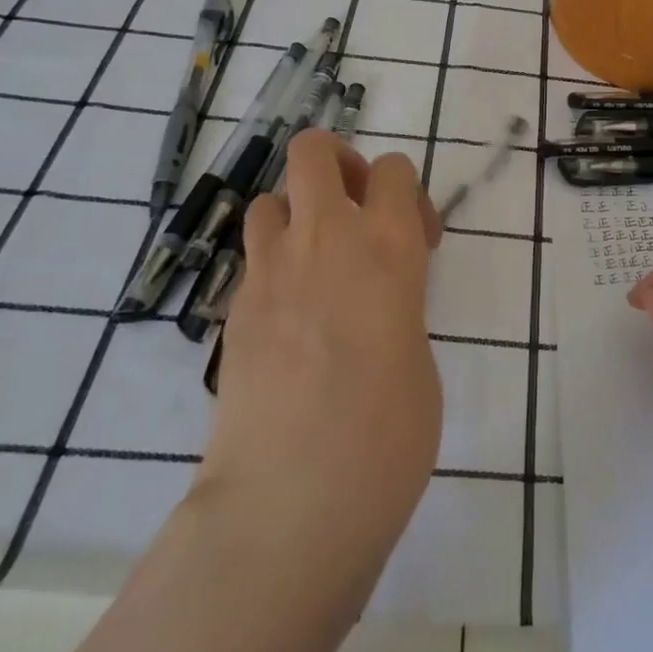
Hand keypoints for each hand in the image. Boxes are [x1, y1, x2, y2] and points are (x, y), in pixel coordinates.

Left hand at [194, 130, 443, 565]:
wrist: (291, 499)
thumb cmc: (386, 435)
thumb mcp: (420, 356)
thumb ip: (399, 307)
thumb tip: (377, 305)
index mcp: (388, 248)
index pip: (394, 169)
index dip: (407, 192)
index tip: (417, 239)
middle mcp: (325, 241)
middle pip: (313, 151)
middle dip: (338, 163)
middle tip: (357, 213)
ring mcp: (269, 273)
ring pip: (270, 199)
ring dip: (297, 215)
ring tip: (319, 266)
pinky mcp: (232, 312)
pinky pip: (254, 260)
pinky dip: (275, 268)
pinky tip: (292, 323)